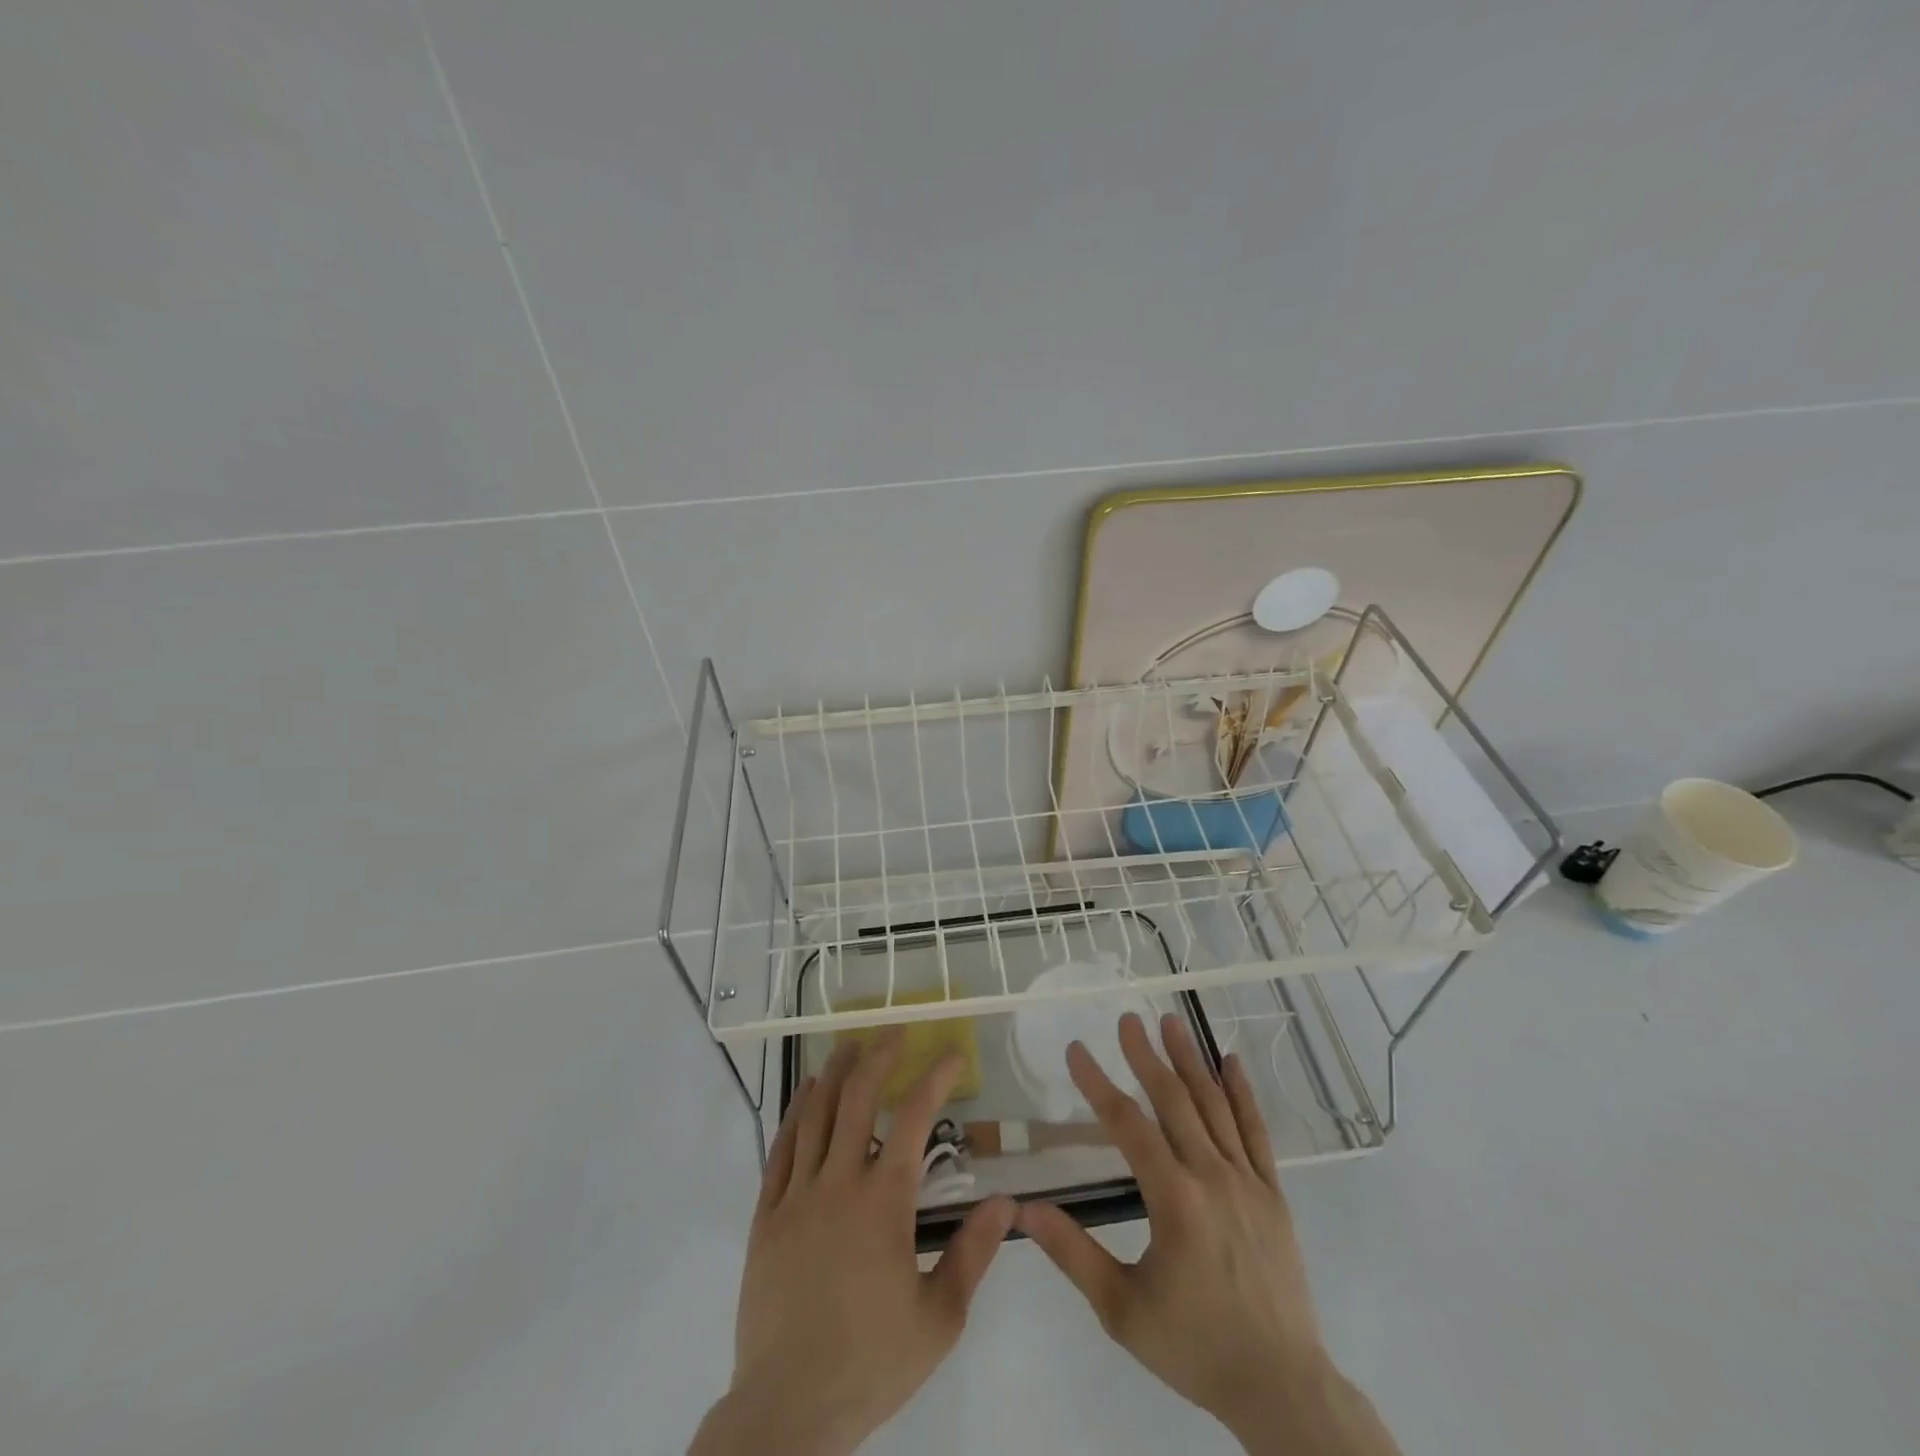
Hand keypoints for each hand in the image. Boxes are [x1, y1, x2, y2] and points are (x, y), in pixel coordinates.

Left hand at [691, 1032, 1015, 1455]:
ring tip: (848, 1044)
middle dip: (879, 1056)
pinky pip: (780, 1148)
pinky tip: (805, 1094)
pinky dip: (795, 1113)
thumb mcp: (939, 1318)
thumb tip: (1007, 1201)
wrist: (788, 1410)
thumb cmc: (871, 1362)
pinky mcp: (766, 1216)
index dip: (935, 1077)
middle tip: (894, 1030)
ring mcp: (796, 1196)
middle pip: (857, 1099)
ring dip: (835, 1072)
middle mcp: (838, 1183)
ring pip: (815, 1113)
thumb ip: (973, 1252)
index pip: (913, 1118)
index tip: (952, 1053)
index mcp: (883, 1202)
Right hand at [1016, 1013, 1396, 1454]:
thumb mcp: (1122, 1310)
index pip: (1127, 1125)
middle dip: (1146, 1056)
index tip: (1076, 1050)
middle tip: (1126, 1018)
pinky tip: (1231, 1063)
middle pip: (1174, 1101)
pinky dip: (1243, 1094)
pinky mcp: (1273, 1194)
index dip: (1098, 1084)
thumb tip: (1024, 1209)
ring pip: (1215, 1106)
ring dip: (1190, 1061)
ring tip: (1170, 1021)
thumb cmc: (1195, 1347)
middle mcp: (1212, 1177)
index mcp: (1174, 1200)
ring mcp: (1248, 1181)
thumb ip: (1073, 1254)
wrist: (1282, 1389)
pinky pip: (1257, 1132)